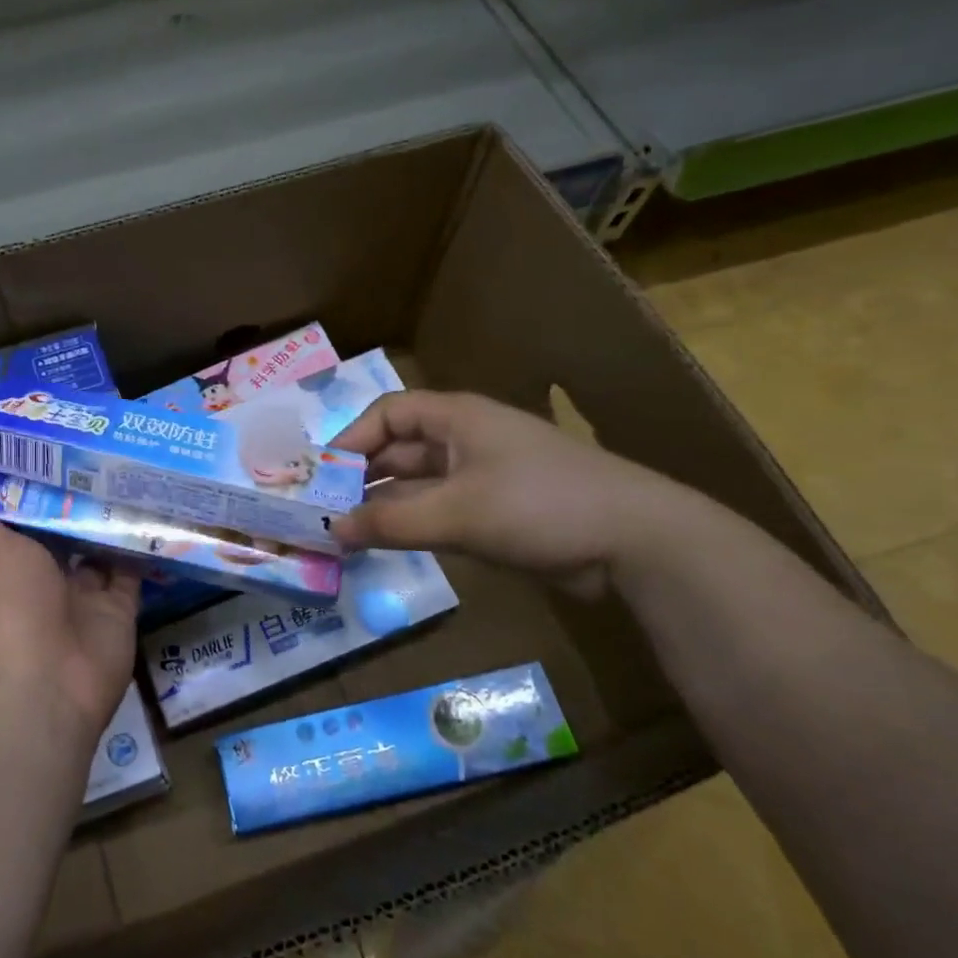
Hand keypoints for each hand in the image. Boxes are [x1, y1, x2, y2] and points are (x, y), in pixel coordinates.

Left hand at [0, 482, 140, 745]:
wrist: (49, 683)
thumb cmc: (11, 609)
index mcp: (7, 568)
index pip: (22, 525)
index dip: (36, 494)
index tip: (56, 455)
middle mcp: (44, 583)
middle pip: (64, 538)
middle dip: (79, 506)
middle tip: (105, 457)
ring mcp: (83, 599)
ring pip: (100, 553)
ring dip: (112, 523)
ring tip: (134, 475)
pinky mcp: (118, 612)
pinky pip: (132, 574)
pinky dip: (142, 549)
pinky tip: (155, 512)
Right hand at [331, 389, 680, 597]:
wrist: (635, 541)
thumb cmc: (538, 505)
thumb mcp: (456, 513)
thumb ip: (390, 522)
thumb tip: (332, 530)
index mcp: (456, 417)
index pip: (388, 414)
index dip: (351, 438)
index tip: (323, 475)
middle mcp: (464, 439)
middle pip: (399, 449)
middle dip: (362, 476)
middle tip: (326, 510)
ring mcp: (482, 475)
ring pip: (417, 483)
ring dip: (384, 504)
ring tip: (346, 532)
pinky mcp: (496, 510)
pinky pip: (439, 509)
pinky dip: (412, 523)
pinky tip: (387, 544)